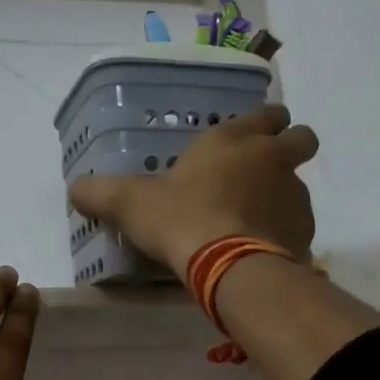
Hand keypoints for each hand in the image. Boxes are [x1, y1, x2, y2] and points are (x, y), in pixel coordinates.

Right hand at [68, 103, 319, 273]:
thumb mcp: (129, 203)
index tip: (249, 138)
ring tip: (251, 220)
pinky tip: (259, 249)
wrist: (229, 267)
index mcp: (233, 139)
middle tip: (261, 171)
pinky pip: (298, 224)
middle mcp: (272, 158)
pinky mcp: (304, 231)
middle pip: (301, 137)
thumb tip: (75, 189)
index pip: (267, 112)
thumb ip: (100, 192)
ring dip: (282, 194)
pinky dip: (283, 231)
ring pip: (298, 183)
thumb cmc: (180, 219)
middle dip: (288, 147)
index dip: (262, 122)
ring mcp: (294, 194)